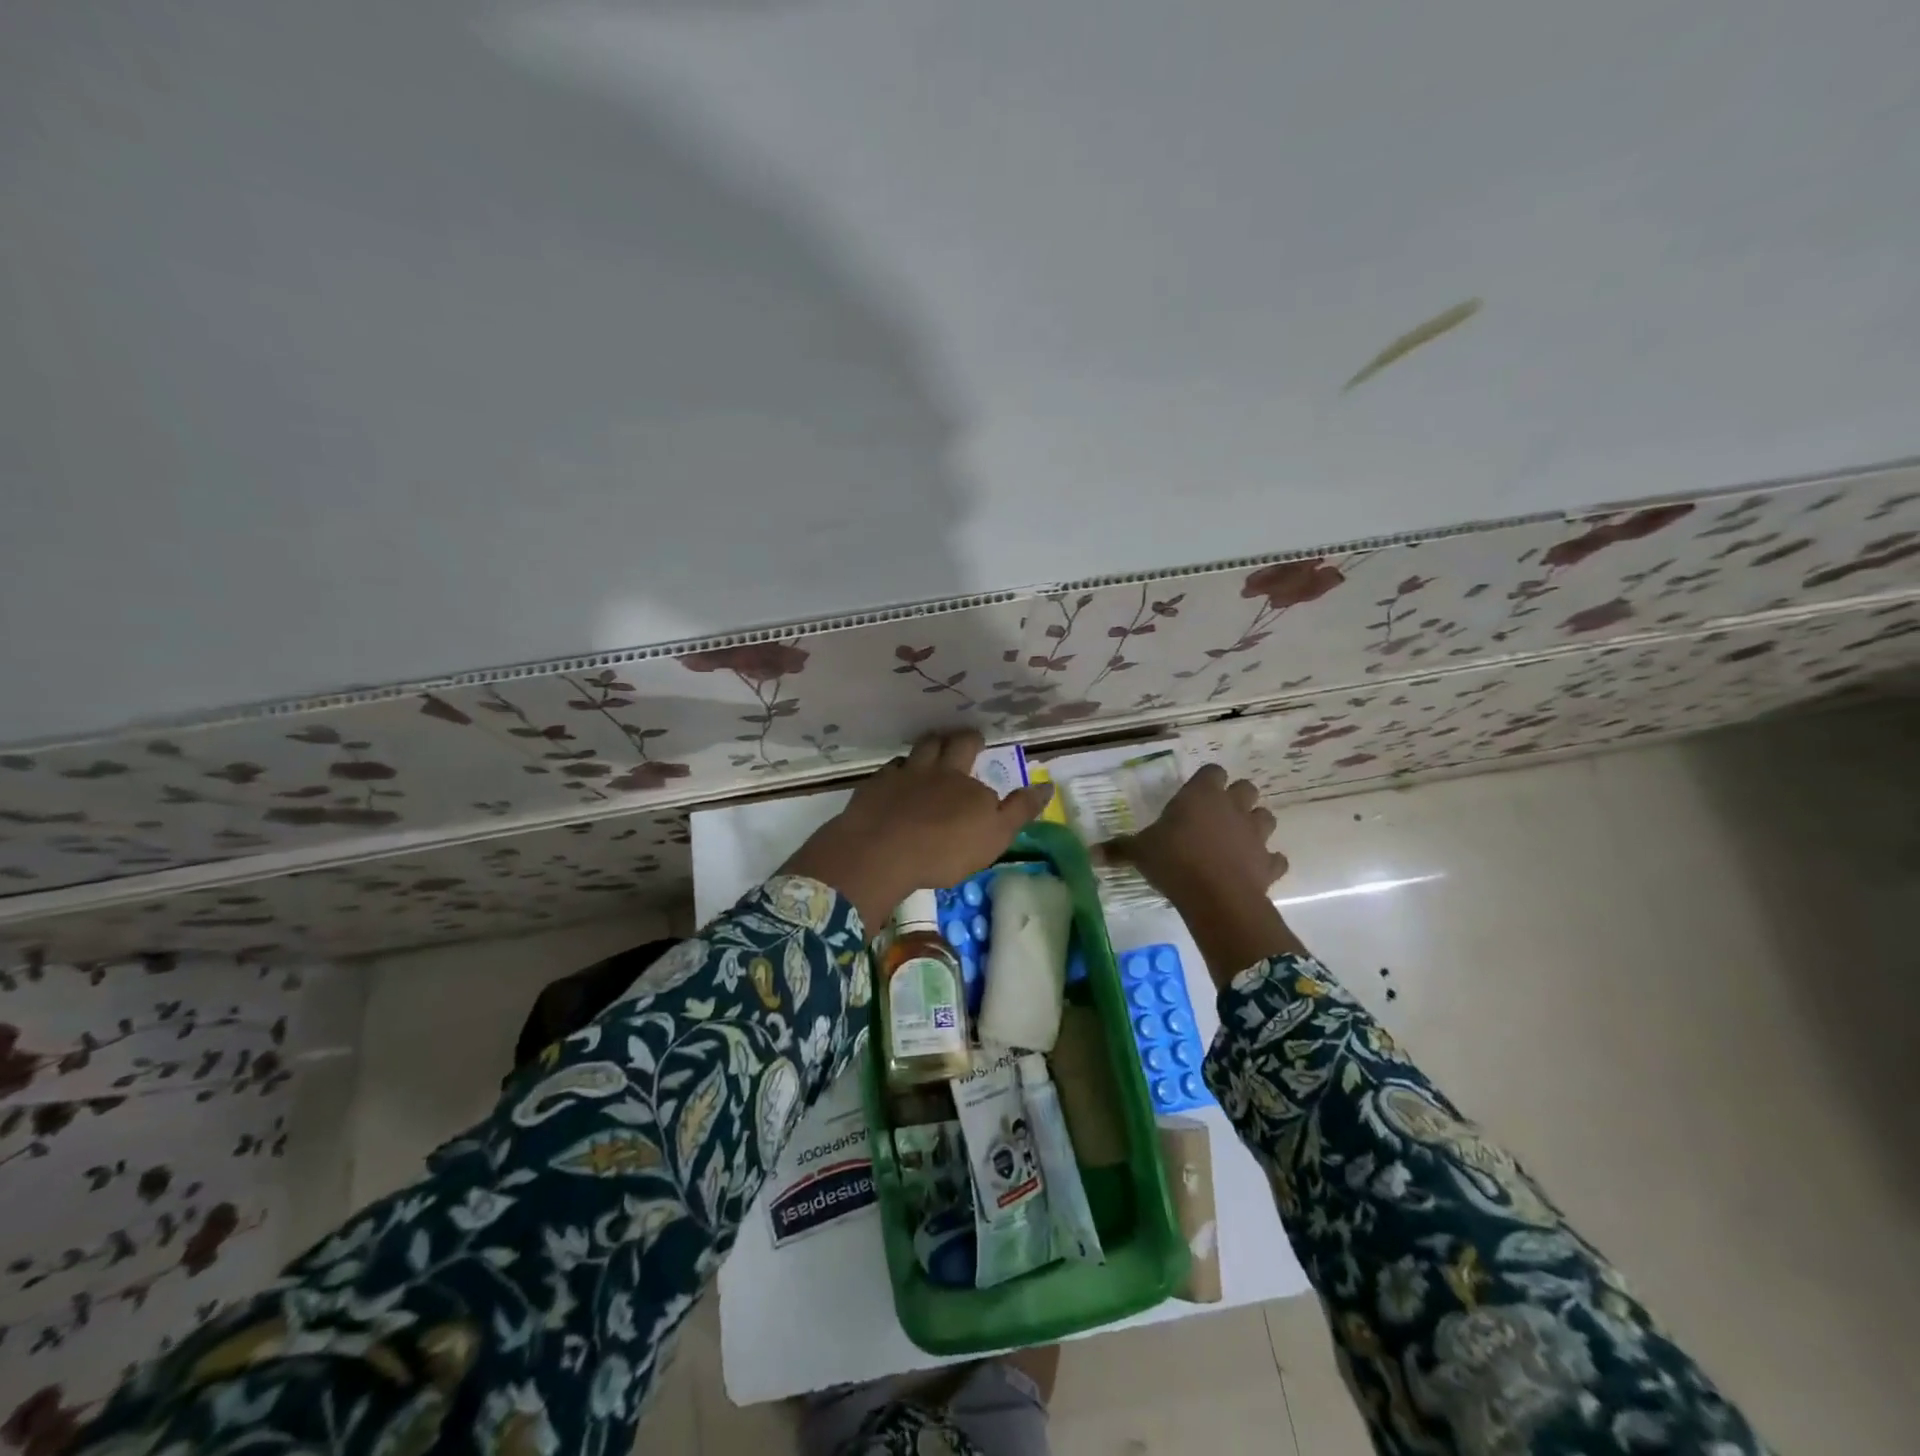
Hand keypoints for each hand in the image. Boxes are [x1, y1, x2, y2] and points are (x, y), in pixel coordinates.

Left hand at [781, 729, 1053, 930]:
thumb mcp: (994, 836)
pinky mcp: (874, 787)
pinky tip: (895, 779)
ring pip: (918, 750)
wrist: (881, 851)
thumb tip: (1047, 785)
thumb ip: (1019, 810)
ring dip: (929, 746)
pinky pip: (889, 769)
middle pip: (949, 743)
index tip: (988, 761)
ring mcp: (902, 775)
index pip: (982, 771)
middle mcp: (936, 770)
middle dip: (960, 738)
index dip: (984, 767)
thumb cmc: (944, 850)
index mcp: (966, 782)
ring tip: (932, 748)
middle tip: (966, 738)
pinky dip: (897, 770)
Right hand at [1107, 764, 1306, 985]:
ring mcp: (1255, 834)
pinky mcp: (1269, 863)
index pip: (1212, 771)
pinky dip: (1267, 862)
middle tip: (1216, 815)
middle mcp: (1232, 807)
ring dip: (1254, 825)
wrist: (1216, 897)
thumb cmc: (1174, 861)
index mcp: (1202, 795)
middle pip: (1246, 788)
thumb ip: (1119, 849)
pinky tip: (1253, 870)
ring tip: (1236, 840)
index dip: (1206, 781)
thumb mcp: (1140, 853)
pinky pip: (1274, 858)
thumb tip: (1091, 852)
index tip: (1194, 794)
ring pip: (1265, 817)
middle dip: (1236, 798)